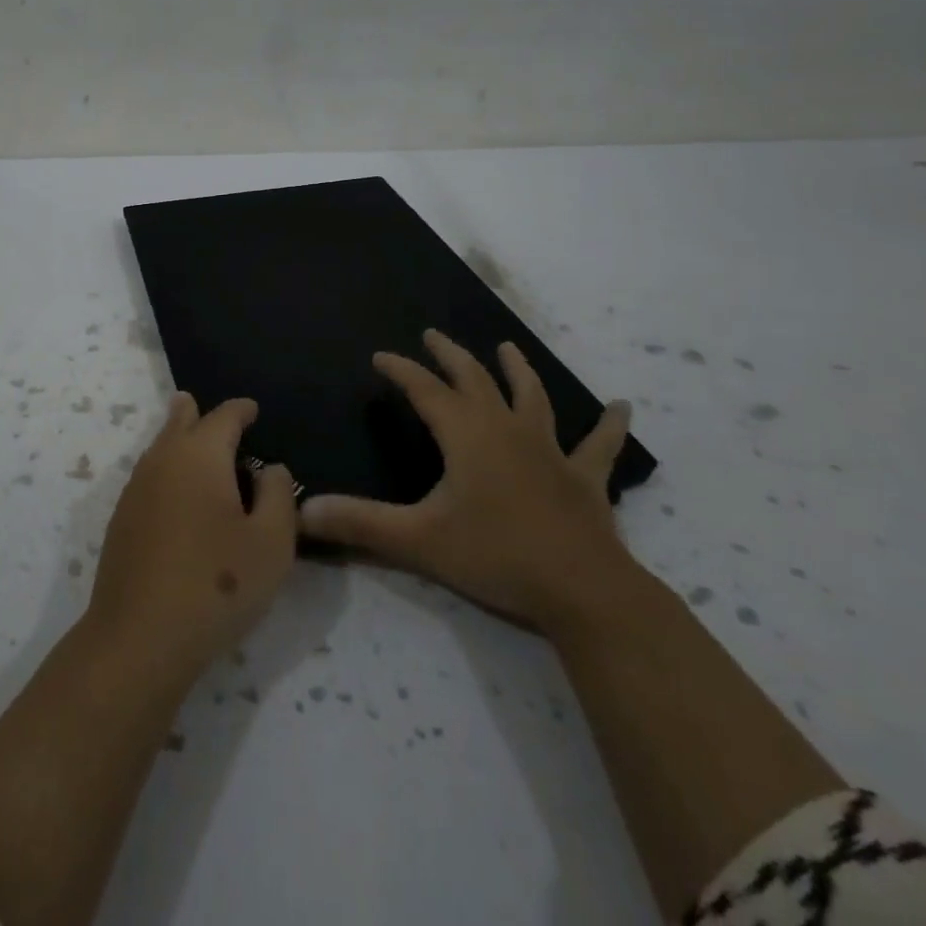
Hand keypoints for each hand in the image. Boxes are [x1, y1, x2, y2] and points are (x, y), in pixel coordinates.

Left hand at [86, 394, 297, 678]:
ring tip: (189, 437)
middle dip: (196, 413)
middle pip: (180, 422)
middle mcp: (163, 460)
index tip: (253, 409)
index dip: (241, 410)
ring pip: (159, 448)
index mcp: (200, 454)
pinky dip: (165, 469)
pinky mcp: (121, 520)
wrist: (139, 637)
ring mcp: (136, 489)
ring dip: (177, 438)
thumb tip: (269, 468)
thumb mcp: (272, 542)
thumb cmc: (217, 584)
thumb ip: (278, 495)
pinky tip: (174, 492)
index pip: (223, 417)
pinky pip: (149, 476)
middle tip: (206, 409)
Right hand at [299, 329, 636, 633]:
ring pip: (532, 398)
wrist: (582, 591)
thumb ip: (360, 523)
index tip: (380, 357)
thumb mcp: (418, 539)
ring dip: (517, 371)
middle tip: (432, 335)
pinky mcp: (584, 478)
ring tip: (508, 348)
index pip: (425, 390)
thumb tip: (303, 511)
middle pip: (474, 379)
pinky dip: (609, 426)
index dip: (400, 370)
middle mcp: (506, 429)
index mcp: (466, 435)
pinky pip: (598, 446)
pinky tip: (622, 407)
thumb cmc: (496, 556)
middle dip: (449, 355)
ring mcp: (549, 450)